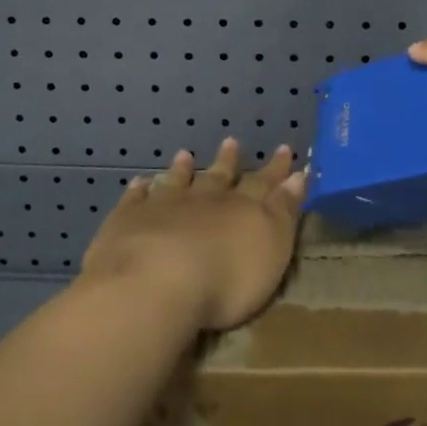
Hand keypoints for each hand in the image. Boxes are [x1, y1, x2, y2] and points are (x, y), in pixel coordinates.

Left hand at [81, 139, 306, 332]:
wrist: (156, 283)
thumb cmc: (226, 277)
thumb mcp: (272, 247)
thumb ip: (284, 211)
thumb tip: (298, 176)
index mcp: (242, 208)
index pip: (263, 183)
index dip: (275, 169)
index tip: (284, 150)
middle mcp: (204, 200)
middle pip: (218, 177)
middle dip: (228, 161)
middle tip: (231, 142)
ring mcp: (163, 207)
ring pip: (176, 182)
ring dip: (183, 170)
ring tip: (184, 155)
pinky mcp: (128, 221)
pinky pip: (135, 200)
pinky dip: (140, 190)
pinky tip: (140, 183)